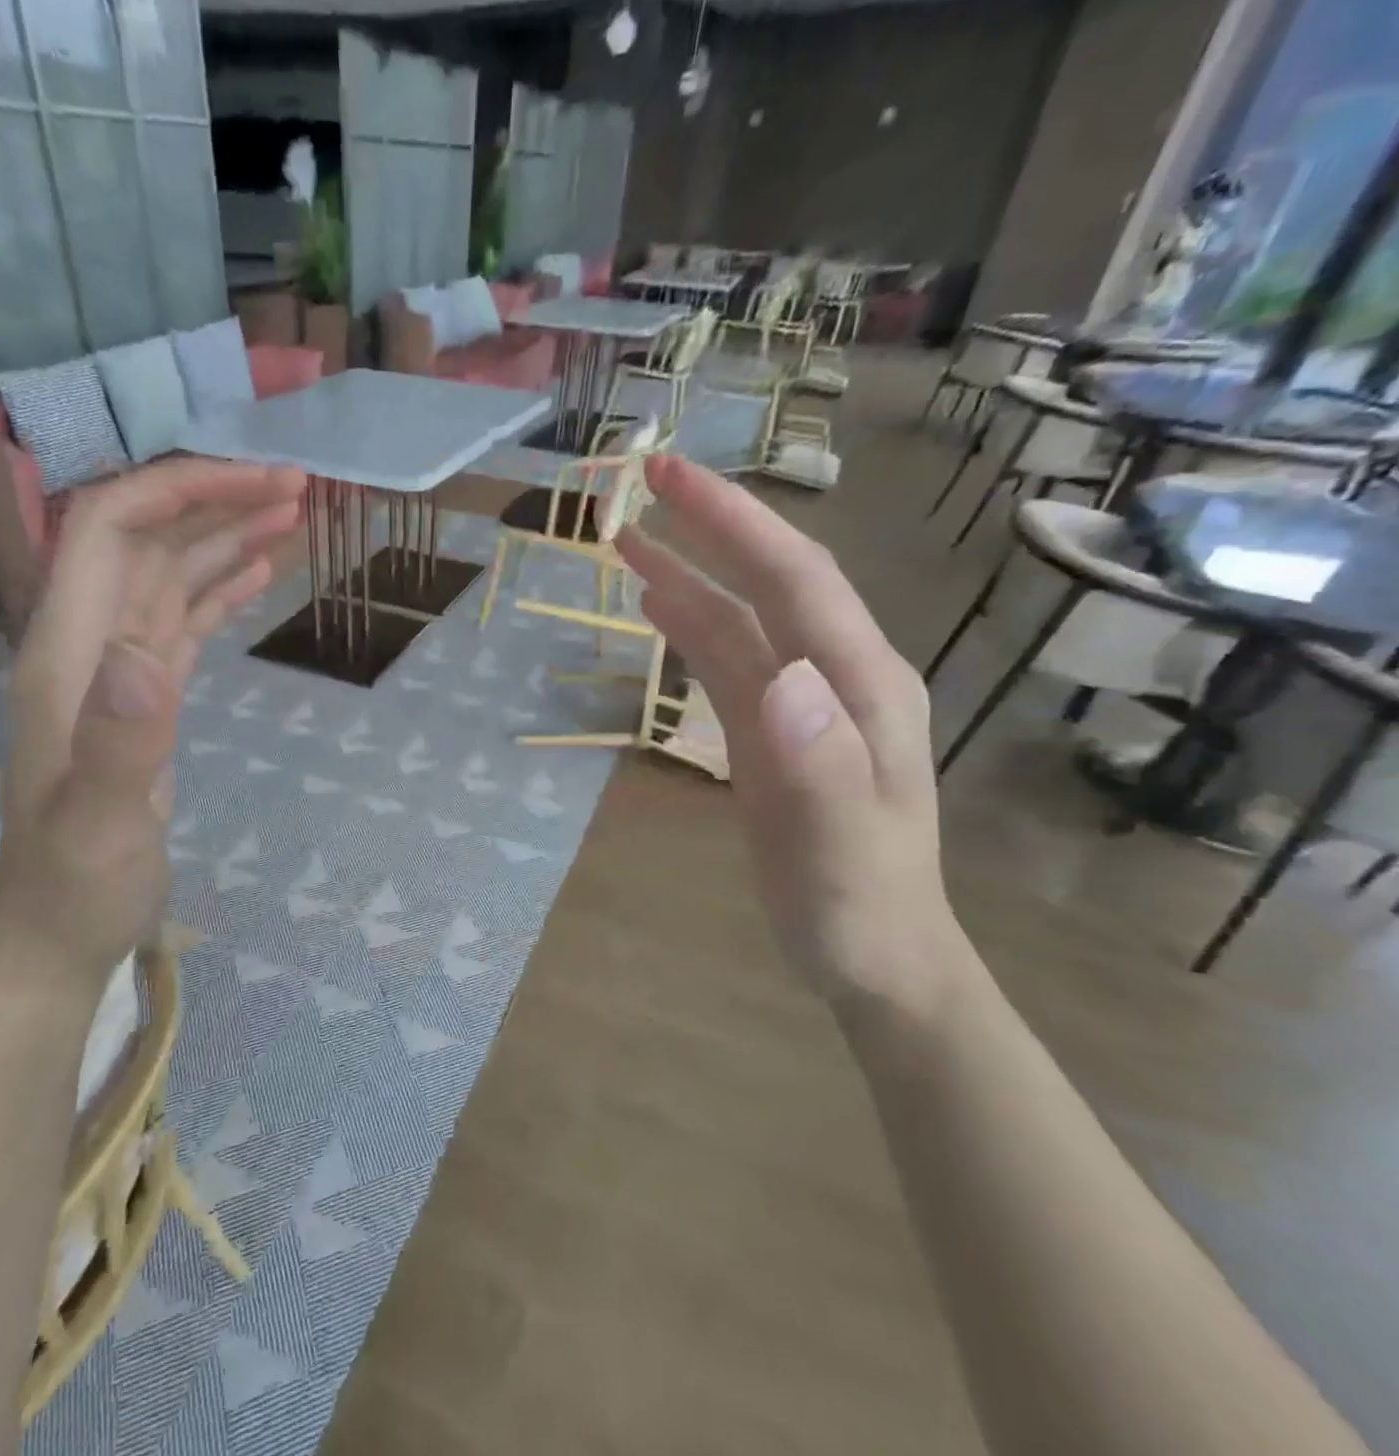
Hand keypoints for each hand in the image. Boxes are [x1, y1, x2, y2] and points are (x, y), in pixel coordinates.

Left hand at [0, 458, 304, 986]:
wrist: (57, 933)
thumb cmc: (75, 885)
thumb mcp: (97, 823)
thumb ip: (118, 740)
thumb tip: (146, 653)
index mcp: (67, 652)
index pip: (109, 529)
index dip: (177, 490)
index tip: (255, 482)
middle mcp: (88, 644)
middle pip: (145, 539)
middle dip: (214, 501)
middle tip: (295, 487)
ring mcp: (117, 670)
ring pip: (169, 576)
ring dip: (224, 538)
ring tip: (290, 515)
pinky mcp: (145, 699)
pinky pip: (182, 622)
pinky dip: (218, 590)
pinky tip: (256, 574)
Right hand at [616, 456, 965, 1016]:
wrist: (876, 959)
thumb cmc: (860, 907)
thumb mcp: (839, 849)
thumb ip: (819, 764)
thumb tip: (780, 678)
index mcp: (858, 687)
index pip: (794, 579)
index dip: (734, 521)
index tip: (671, 475)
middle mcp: (835, 677)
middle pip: (770, 581)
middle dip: (712, 525)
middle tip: (645, 481)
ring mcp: (803, 704)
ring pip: (741, 619)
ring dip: (690, 574)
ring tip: (629, 539)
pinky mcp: (773, 732)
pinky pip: (729, 663)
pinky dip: (692, 626)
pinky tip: (661, 607)